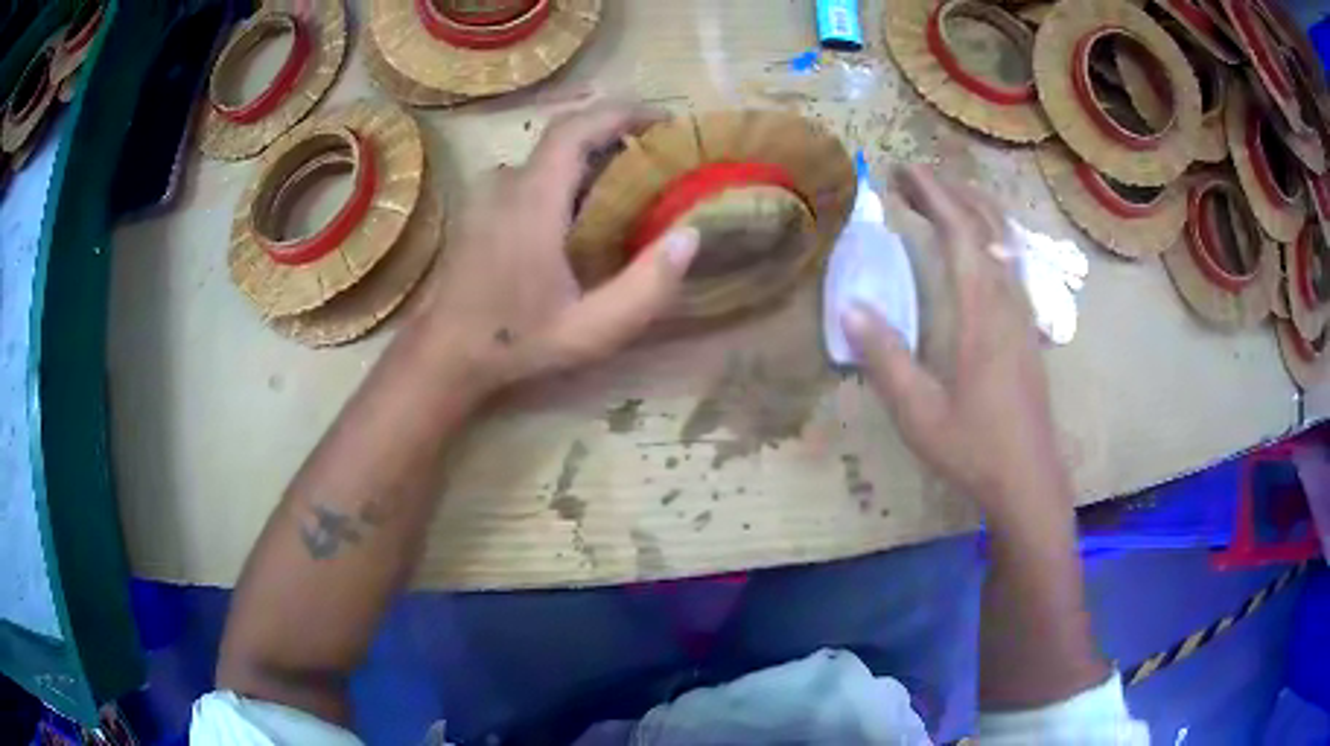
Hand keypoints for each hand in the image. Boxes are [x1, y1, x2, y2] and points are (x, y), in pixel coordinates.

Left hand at [418, 103, 698, 388]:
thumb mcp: (591, 330)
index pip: (576, 128)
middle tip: (656, 157)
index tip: (663, 119)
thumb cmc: (516, 341)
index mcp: (533, 199)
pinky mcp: (479, 210)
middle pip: (564, 138)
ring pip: (546, 159)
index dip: (621, 113)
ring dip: (588, 160)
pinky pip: (529, 177)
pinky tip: (581, 215)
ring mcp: (487, 195)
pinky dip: (564, 179)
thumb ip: (646, 287)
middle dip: (613, 135)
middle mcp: (507, 184)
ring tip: (627, 185)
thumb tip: (690, 235)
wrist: (444, 355)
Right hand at [844, 166, 1068, 517]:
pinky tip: (978, 244)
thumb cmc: (974, 447)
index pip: (961, 233)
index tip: (902, 171)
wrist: (1030, 478)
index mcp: (982, 314)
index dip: (933, 195)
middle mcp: (1008, 301)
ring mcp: (1024, 313)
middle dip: (951, 191)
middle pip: (988, 225)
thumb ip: (885, 358)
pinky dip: (991, 234)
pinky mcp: (1029, 328)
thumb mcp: (918, 412)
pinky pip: (1012, 261)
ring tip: (942, 197)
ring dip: (975, 208)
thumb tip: (849, 306)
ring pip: (1006, 241)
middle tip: (912, 179)